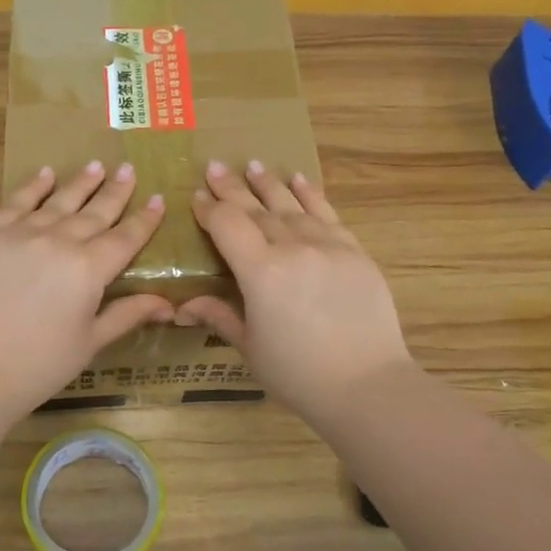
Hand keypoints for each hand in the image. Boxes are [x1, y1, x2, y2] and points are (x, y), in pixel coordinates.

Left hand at [0, 162, 173, 414]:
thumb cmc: (40, 364)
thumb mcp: (90, 342)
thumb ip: (127, 314)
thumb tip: (168, 304)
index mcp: (89, 269)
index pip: (125, 237)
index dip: (144, 219)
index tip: (157, 198)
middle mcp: (59, 241)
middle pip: (95, 212)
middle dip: (116, 190)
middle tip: (129, 169)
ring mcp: (21, 233)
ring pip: (58, 201)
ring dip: (80, 183)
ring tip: (96, 166)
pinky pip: (16, 202)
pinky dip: (33, 186)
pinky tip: (45, 173)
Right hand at [177, 160, 414, 423]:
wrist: (368, 386)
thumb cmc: (299, 374)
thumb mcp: (251, 348)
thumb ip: (220, 316)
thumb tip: (183, 306)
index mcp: (261, 273)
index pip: (228, 226)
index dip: (209, 210)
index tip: (196, 197)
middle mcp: (293, 248)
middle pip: (256, 210)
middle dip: (232, 188)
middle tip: (213, 167)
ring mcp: (328, 246)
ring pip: (291, 206)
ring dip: (269, 184)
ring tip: (251, 164)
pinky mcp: (354, 252)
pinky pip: (328, 214)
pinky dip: (311, 194)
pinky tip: (298, 179)